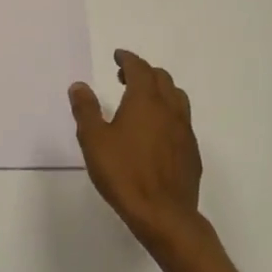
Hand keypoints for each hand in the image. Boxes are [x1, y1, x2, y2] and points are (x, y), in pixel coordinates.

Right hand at [70, 49, 205, 254]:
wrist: (164, 215)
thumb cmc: (124, 173)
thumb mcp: (94, 140)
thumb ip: (86, 110)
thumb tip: (79, 85)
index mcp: (145, 101)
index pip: (139, 68)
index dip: (128, 59)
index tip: (118, 56)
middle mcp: (169, 109)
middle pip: (161, 78)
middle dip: (143, 72)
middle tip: (124, 77)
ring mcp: (184, 131)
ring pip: (177, 97)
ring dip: (160, 90)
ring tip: (143, 100)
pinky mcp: (192, 152)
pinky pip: (182, 120)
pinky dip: (169, 113)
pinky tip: (157, 131)